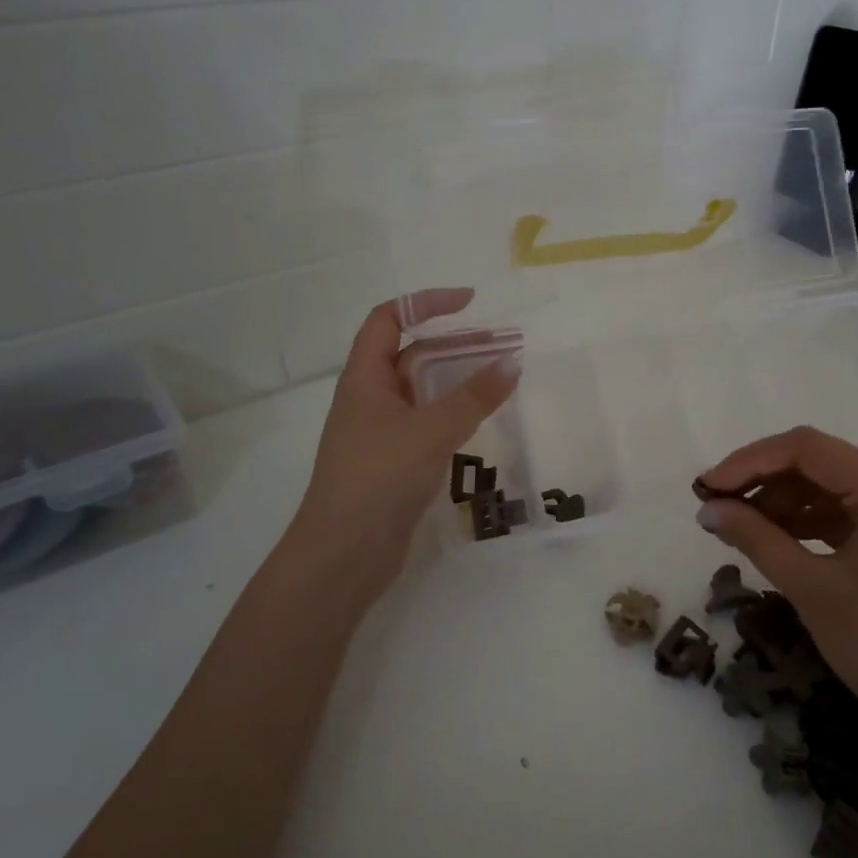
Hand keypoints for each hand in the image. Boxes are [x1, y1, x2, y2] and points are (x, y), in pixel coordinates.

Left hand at [289, 289, 518, 602]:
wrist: (344, 554)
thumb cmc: (378, 478)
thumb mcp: (430, 431)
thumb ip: (473, 397)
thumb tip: (513, 361)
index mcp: (364, 379)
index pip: (388, 320)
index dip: (425, 303)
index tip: (470, 303)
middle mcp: (370, 399)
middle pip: (411, 355)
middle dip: (454, 345)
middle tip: (501, 346)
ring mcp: (381, 433)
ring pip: (422, 393)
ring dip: (457, 381)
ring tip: (501, 379)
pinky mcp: (394, 464)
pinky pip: (427, 425)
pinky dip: (453, 415)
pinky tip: (480, 422)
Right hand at [695, 426, 857, 757]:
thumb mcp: (811, 589)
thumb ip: (756, 539)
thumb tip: (707, 509)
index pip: (808, 449)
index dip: (750, 461)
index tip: (708, 488)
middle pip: (817, 464)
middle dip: (761, 481)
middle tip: (715, 508)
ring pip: (826, 490)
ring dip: (779, 503)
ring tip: (735, 528)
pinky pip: (842, 517)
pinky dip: (803, 524)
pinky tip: (770, 541)